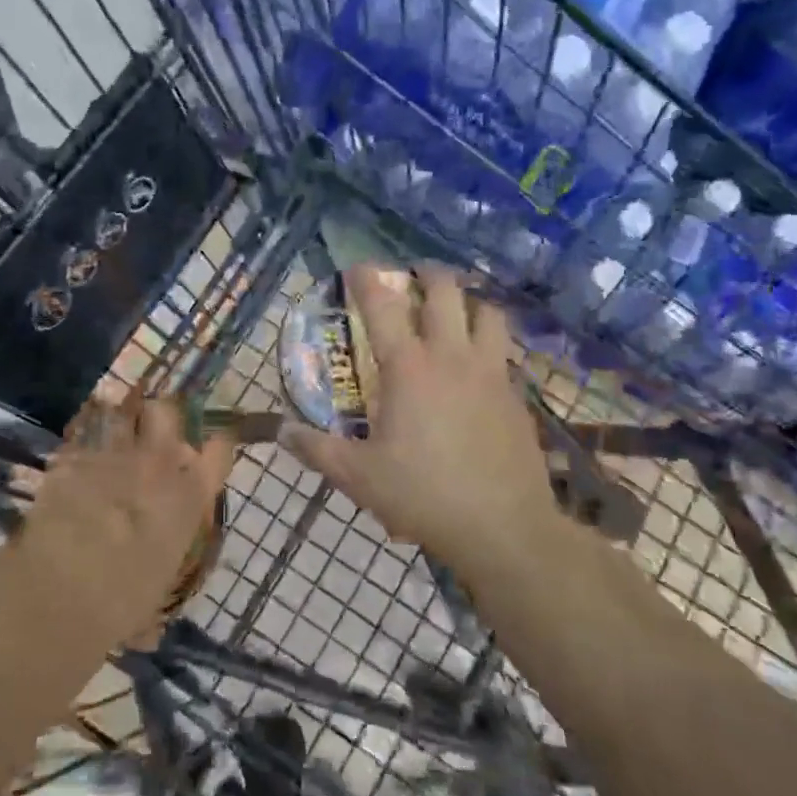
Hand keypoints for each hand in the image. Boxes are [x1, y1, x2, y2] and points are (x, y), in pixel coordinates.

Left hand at [19, 395, 236, 643]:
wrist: (63, 588)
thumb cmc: (123, 603)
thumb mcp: (152, 598)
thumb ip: (154, 592)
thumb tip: (148, 629)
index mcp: (189, 497)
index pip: (220, 450)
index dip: (218, 443)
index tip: (211, 446)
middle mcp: (158, 464)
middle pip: (167, 411)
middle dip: (160, 417)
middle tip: (151, 434)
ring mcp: (114, 453)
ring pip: (122, 412)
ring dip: (117, 422)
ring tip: (110, 435)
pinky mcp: (72, 456)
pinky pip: (79, 437)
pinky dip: (78, 447)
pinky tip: (72, 461)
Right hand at [285, 265, 560, 574]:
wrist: (504, 528)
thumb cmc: (424, 495)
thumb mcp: (359, 477)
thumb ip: (317, 449)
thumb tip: (281, 430)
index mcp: (409, 368)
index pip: (382, 307)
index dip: (367, 280)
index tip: (357, 267)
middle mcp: (451, 357)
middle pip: (446, 291)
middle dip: (428, 273)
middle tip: (415, 274)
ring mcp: (490, 372)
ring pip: (488, 312)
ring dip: (470, 300)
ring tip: (457, 307)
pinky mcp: (515, 394)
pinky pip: (505, 350)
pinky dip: (490, 340)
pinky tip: (480, 361)